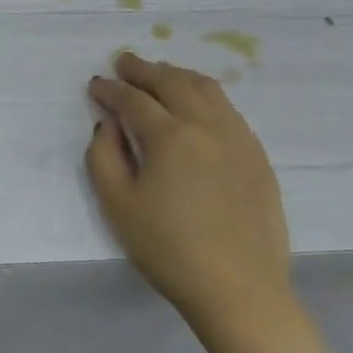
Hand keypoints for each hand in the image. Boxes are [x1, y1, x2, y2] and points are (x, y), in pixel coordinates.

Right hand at [86, 52, 291, 328]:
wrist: (239, 290)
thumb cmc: (169, 250)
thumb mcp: (118, 206)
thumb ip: (103, 156)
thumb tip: (106, 124)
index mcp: (170, 136)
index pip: (134, 100)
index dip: (111, 90)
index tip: (96, 85)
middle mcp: (206, 124)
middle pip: (171, 81)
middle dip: (143, 69)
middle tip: (124, 62)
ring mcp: (238, 137)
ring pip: (205, 88)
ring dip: (176, 74)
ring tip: (159, 74)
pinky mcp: (256, 154)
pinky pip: (228, 108)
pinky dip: (204, 94)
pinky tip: (196, 104)